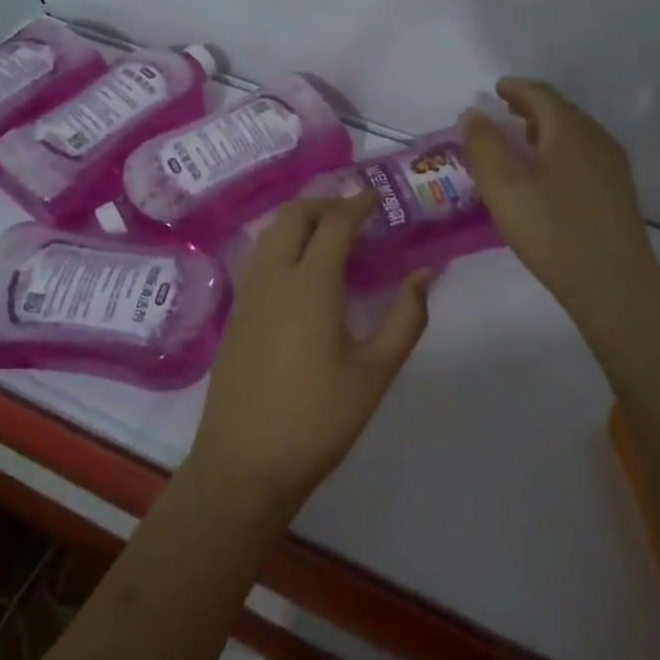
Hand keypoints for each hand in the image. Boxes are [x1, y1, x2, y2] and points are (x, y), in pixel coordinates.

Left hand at [185, 193, 429, 520]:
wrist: (244, 463)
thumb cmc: (318, 419)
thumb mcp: (375, 372)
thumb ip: (406, 317)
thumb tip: (424, 274)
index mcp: (311, 284)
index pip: (335, 223)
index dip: (357, 204)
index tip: (376, 196)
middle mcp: (274, 276)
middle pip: (294, 215)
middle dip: (325, 203)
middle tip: (355, 214)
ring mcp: (248, 294)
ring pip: (271, 233)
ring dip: (300, 221)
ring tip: (331, 238)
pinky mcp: (235, 314)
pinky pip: (260, 258)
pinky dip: (283, 244)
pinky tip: (302, 273)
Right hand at [462, 78, 659, 327]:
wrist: (616, 287)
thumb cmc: (554, 233)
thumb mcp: (505, 189)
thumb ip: (484, 147)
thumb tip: (472, 115)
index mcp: (570, 131)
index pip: (542, 95)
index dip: (516, 89)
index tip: (496, 89)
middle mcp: (597, 140)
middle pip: (562, 111)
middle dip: (532, 106)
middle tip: (505, 110)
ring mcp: (612, 167)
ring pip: (576, 133)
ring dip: (547, 128)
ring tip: (522, 138)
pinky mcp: (618, 192)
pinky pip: (584, 154)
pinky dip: (560, 149)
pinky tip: (547, 173)